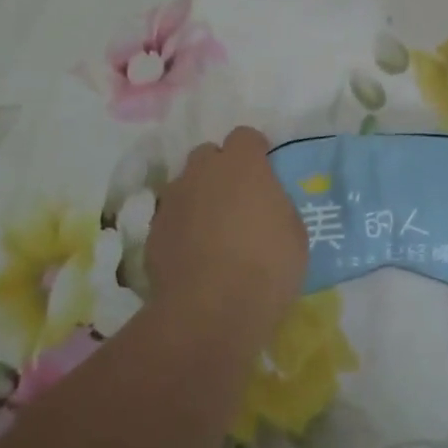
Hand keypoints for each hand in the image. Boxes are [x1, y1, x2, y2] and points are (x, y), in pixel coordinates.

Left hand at [145, 127, 307, 335]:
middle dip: (220, 170)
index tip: (264, 172)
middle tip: (237, 200)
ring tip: (213, 232)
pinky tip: (194, 256)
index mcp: (242, 164)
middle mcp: (202, 171)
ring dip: (199, 198)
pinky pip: (171, 217)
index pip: (245, 136)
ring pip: (186, 185)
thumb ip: (275, 205)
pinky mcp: (153, 231)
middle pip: (208, 155)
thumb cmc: (266, 266)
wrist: (210, 311)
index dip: (255, 152)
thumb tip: (264, 204)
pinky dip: (182, 228)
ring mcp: (173, 200)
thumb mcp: (294, 232)